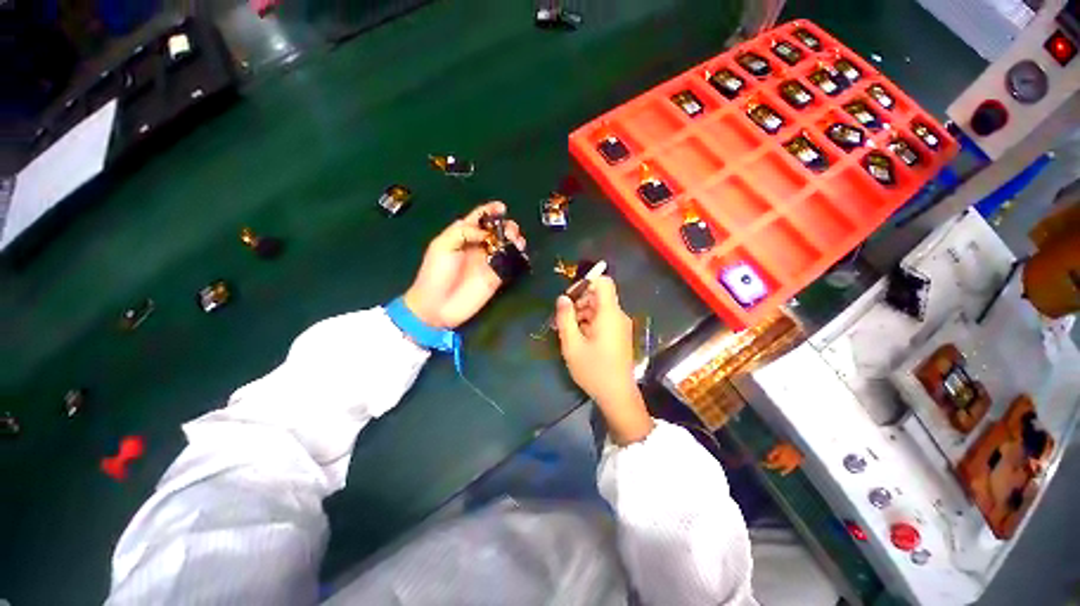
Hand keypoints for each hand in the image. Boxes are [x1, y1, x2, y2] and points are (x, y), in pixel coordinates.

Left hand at [404, 201, 525, 329]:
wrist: (437, 305)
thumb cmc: (435, 273)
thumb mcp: (442, 245)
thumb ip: (463, 232)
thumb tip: (486, 233)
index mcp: (463, 236)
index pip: (479, 218)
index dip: (490, 210)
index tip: (502, 207)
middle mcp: (478, 247)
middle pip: (497, 231)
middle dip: (507, 226)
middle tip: (510, 231)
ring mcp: (489, 262)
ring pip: (506, 246)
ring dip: (514, 240)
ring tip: (517, 241)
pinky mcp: (497, 277)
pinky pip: (510, 264)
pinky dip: (517, 257)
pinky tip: (520, 253)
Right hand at [555, 276, 653, 444]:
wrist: (617, 395)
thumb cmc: (594, 370)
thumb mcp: (572, 344)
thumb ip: (565, 318)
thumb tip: (562, 298)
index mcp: (609, 314)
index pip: (603, 282)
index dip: (586, 282)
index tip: (570, 296)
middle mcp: (618, 315)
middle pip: (599, 295)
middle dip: (580, 301)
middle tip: (564, 318)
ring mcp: (620, 326)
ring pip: (600, 308)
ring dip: (583, 313)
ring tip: (567, 330)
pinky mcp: (619, 335)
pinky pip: (604, 319)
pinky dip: (590, 322)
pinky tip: (578, 337)